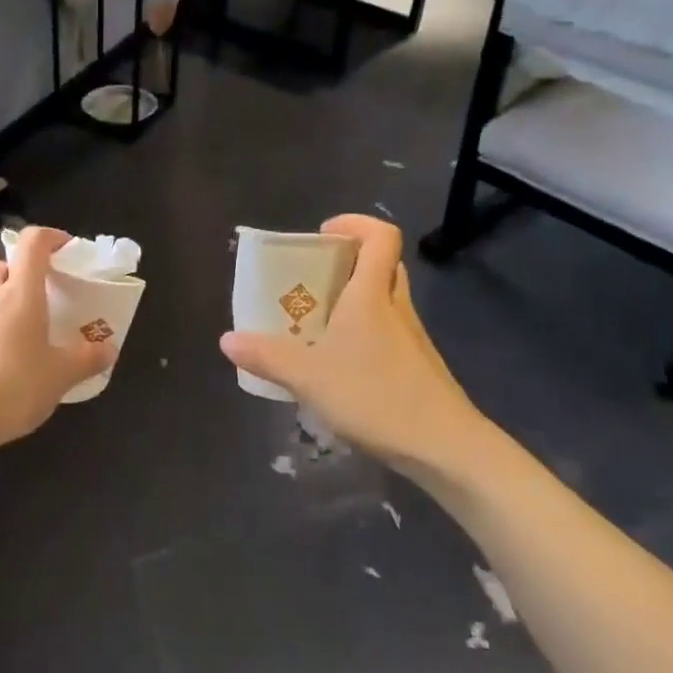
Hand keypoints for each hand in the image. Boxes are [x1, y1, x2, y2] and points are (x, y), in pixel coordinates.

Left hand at [0, 226, 112, 455]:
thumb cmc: (10, 387)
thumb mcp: (59, 377)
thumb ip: (85, 360)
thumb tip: (108, 349)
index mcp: (19, 294)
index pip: (32, 243)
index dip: (50, 237)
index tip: (66, 248)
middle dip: (12, 272)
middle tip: (33, 297)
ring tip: (17, 346)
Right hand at [219, 215, 484, 470]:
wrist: (444, 447)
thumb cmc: (375, 396)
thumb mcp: (309, 377)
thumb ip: (267, 356)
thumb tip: (227, 340)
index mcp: (372, 294)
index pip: (380, 236)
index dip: (355, 224)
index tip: (324, 235)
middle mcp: (396, 307)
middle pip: (382, 265)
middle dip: (349, 262)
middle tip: (314, 278)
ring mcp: (412, 338)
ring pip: (386, 300)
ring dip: (356, 300)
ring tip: (318, 322)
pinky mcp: (418, 366)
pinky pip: (389, 332)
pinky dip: (365, 334)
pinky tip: (340, 365)